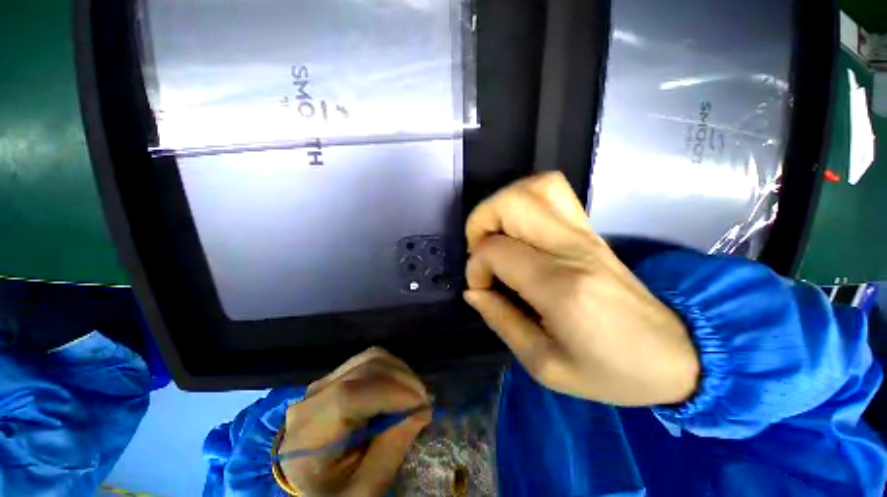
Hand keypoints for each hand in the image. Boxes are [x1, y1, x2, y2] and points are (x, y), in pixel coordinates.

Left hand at [279, 348, 430, 496]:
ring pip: (369, 358)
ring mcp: (323, 383)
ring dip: (399, 372)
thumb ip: (390, 451)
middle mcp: (310, 399)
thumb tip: (420, 410)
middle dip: (402, 381)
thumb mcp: (362, 491)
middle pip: (363, 370)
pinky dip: (390, 370)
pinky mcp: (335, 377)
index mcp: (307, 434)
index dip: (390, 394)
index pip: (348, 397)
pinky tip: (400, 388)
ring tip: (415, 395)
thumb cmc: (335, 494)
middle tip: (425, 402)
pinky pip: (368, 360)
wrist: (313, 484)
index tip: (422, 405)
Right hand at [464, 172, 699, 405]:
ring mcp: (585, 233)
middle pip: (512, 202)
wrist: (674, 356)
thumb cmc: (610, 371)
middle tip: (481, 252)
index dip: (476, 268)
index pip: (496, 251)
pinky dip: (525, 200)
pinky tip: (519, 229)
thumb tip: (472, 290)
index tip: (481, 289)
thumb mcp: (544, 365)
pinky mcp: (590, 230)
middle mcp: (572, 248)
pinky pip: (553, 192)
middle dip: (480, 223)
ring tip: (496, 237)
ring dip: (501, 206)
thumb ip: (501, 321)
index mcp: (560, 286)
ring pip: (534, 187)